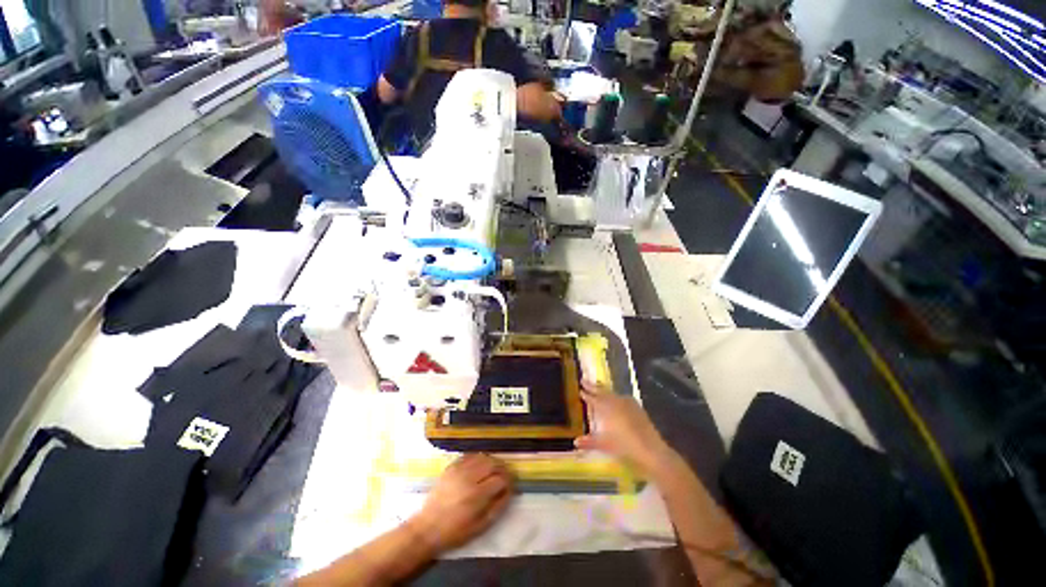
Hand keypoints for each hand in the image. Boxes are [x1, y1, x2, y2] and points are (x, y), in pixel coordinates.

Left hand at [409, 454, 513, 553]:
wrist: (428, 528)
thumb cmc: (455, 532)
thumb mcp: (481, 526)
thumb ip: (498, 507)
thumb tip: (509, 491)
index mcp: (477, 495)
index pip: (500, 479)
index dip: (509, 481)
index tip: (512, 485)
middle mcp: (469, 478)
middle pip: (493, 463)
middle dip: (503, 468)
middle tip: (505, 476)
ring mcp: (459, 470)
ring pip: (482, 456)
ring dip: (492, 462)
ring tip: (494, 471)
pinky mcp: (451, 467)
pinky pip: (469, 456)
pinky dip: (478, 459)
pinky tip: (480, 466)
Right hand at [575, 381, 674, 477]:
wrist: (651, 450)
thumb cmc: (624, 447)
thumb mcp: (605, 445)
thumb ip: (589, 442)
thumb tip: (575, 442)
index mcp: (606, 408)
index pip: (593, 399)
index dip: (586, 394)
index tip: (580, 389)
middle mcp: (616, 402)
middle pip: (602, 391)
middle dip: (593, 386)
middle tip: (584, 380)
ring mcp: (628, 403)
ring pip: (612, 393)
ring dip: (603, 389)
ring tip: (597, 386)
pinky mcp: (637, 407)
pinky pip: (622, 397)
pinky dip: (615, 396)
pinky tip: (616, 398)